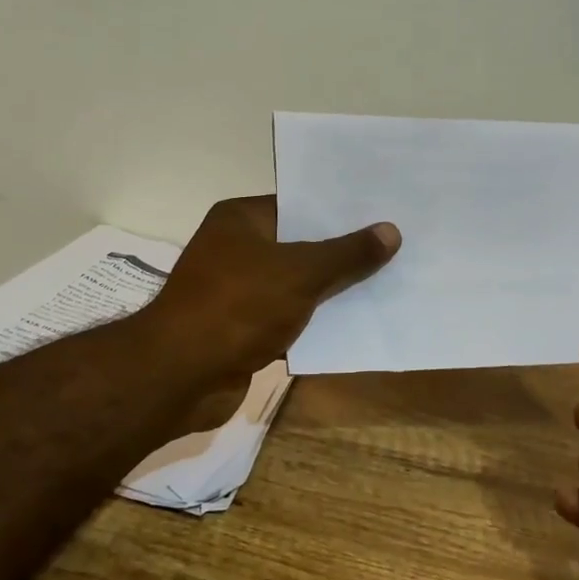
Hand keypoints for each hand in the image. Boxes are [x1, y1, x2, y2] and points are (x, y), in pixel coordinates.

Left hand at [139, 196, 400, 427]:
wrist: (182, 376)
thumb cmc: (238, 306)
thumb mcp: (301, 273)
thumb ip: (347, 254)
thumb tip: (391, 231)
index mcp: (241, 219)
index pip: (298, 203)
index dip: (340, 209)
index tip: (383, 210)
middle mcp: (236, 248)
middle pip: (300, 244)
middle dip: (343, 250)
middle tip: (396, 244)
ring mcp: (237, 291)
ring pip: (297, 284)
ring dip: (332, 289)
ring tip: (388, 280)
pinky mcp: (242, 330)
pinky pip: (289, 318)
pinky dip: (315, 321)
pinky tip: (357, 322)